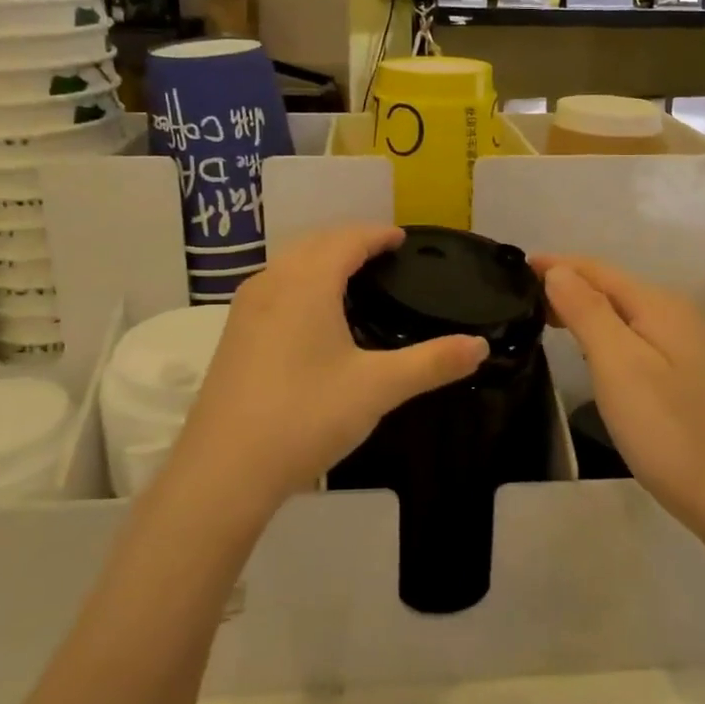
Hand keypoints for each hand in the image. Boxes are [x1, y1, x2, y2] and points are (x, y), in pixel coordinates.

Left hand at [170, 226, 487, 511]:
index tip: (401, 239)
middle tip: (381, 254)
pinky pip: (273, 287)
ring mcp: (245, 309)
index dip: (377, 234)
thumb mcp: (378, 388)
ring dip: (320, 259)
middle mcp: (272, 283)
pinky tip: (310, 314)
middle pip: (314, 243)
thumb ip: (431, 363)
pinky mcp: (233, 335)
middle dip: (349, 240)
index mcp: (307, 283)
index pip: (347, 240)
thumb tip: (479, 347)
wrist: (225, 468)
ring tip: (350, 277)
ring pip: (288, 264)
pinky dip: (299, 282)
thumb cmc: (306, 416)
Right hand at [535, 256, 704, 536]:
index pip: (598, 270)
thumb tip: (559, 270)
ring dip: (585, 308)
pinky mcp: (687, 374)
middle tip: (522, 298)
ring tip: (547, 317)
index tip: (517, 267)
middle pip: (613, 287)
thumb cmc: (668, 430)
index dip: (557, 265)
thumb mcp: (619, 365)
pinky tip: (591, 350)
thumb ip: (588, 312)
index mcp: (659, 306)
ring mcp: (687, 346)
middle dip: (569, 285)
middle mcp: (676, 316)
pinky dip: (605, 332)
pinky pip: (636, 336)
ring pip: (625, 313)